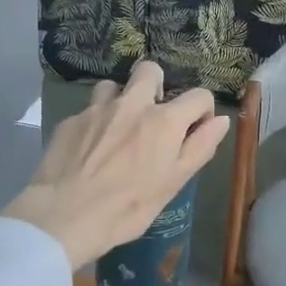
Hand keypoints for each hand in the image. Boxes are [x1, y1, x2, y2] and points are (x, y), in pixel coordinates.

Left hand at [0, 61, 229, 269]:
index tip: (194, 130)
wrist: (64, 215)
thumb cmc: (128, 207)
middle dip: (156, 86)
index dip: (202, 111)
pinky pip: (88, 110)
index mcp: (164, 120)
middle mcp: (132, 104)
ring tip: (117, 129)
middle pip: (150, 70)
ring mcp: (97, 109)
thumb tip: (220, 121)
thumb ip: (200, 147)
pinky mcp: (70, 121)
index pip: (198, 95)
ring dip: (120, 100)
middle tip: (152, 117)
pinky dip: (95, 123)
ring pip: (113, 86)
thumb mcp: (174, 183)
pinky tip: (89, 149)